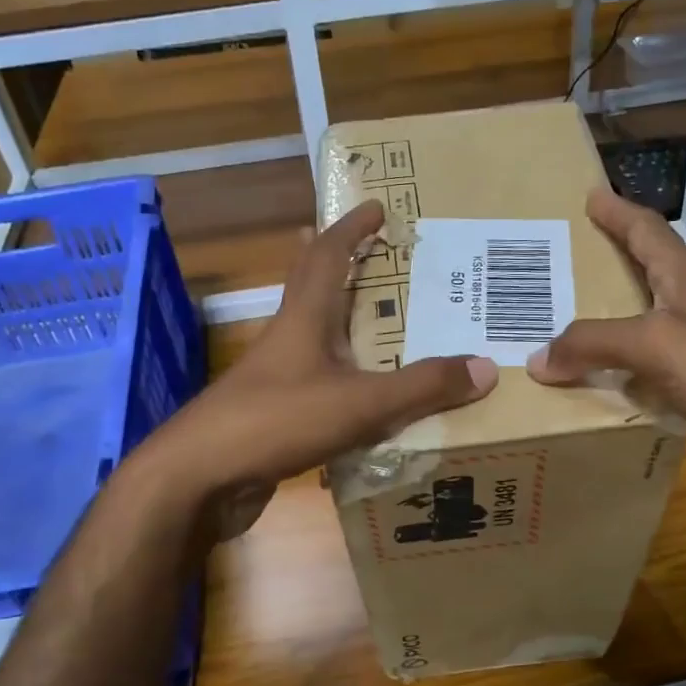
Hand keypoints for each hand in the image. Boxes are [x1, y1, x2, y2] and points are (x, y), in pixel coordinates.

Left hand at [127, 199, 498, 536]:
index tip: (377, 206)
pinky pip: (318, 385)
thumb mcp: (360, 403)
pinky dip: (344, 379)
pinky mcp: (274, 416)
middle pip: (311, 288)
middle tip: (376, 255)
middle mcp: (287, 341)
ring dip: (344, 324)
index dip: (351, 228)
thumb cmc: (276, 422)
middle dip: (340, 264)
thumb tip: (486, 367)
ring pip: (315, 339)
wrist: (199, 478)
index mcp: (304, 319)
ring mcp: (275, 380)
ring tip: (384, 327)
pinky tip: (367, 398)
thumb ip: (422, 387)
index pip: (326, 255)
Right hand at [528, 188, 685, 503]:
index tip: (590, 194)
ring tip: (561, 327)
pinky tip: (594, 384)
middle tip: (558, 264)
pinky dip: (618, 370)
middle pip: (642, 273)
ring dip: (605, 323)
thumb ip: (592, 344)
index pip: (646, 230)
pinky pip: (646, 368)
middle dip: (603, 264)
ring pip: (640, 325)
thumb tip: (538, 359)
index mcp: (685, 278)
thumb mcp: (653, 344)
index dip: (617, 211)